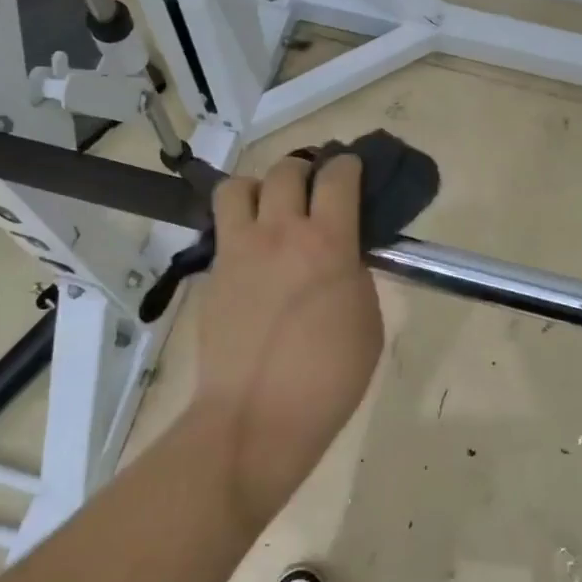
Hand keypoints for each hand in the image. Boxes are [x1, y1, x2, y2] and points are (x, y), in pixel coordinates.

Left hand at [192, 153, 383, 524]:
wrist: (258, 416)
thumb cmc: (329, 377)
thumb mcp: (367, 321)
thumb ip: (354, 274)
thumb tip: (341, 256)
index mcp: (327, 243)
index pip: (337, 177)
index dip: (348, 164)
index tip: (352, 168)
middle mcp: (280, 233)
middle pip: (287, 170)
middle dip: (305, 169)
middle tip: (315, 187)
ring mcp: (239, 251)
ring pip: (239, 186)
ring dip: (261, 187)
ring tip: (272, 209)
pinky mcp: (214, 273)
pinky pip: (223, 228)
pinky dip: (240, 224)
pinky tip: (254, 250)